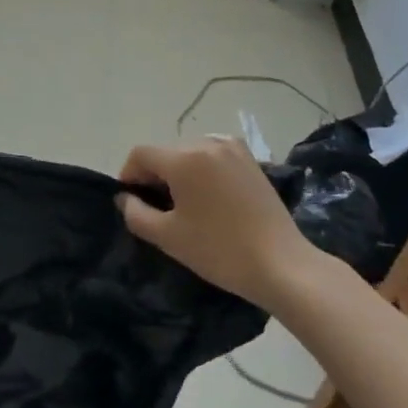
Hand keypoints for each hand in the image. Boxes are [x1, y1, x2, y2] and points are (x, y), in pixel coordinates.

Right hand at [116, 136, 314, 306]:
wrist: (282, 265)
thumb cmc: (220, 251)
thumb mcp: (168, 237)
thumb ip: (136, 214)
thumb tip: (125, 198)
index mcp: (184, 157)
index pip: (141, 154)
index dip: (129, 176)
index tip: (132, 203)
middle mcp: (207, 142)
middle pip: (165, 152)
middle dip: (155, 175)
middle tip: (158, 209)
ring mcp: (232, 147)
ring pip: (189, 152)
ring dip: (179, 172)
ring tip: (185, 205)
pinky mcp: (250, 159)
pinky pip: (212, 155)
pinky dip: (202, 169)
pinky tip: (210, 197)